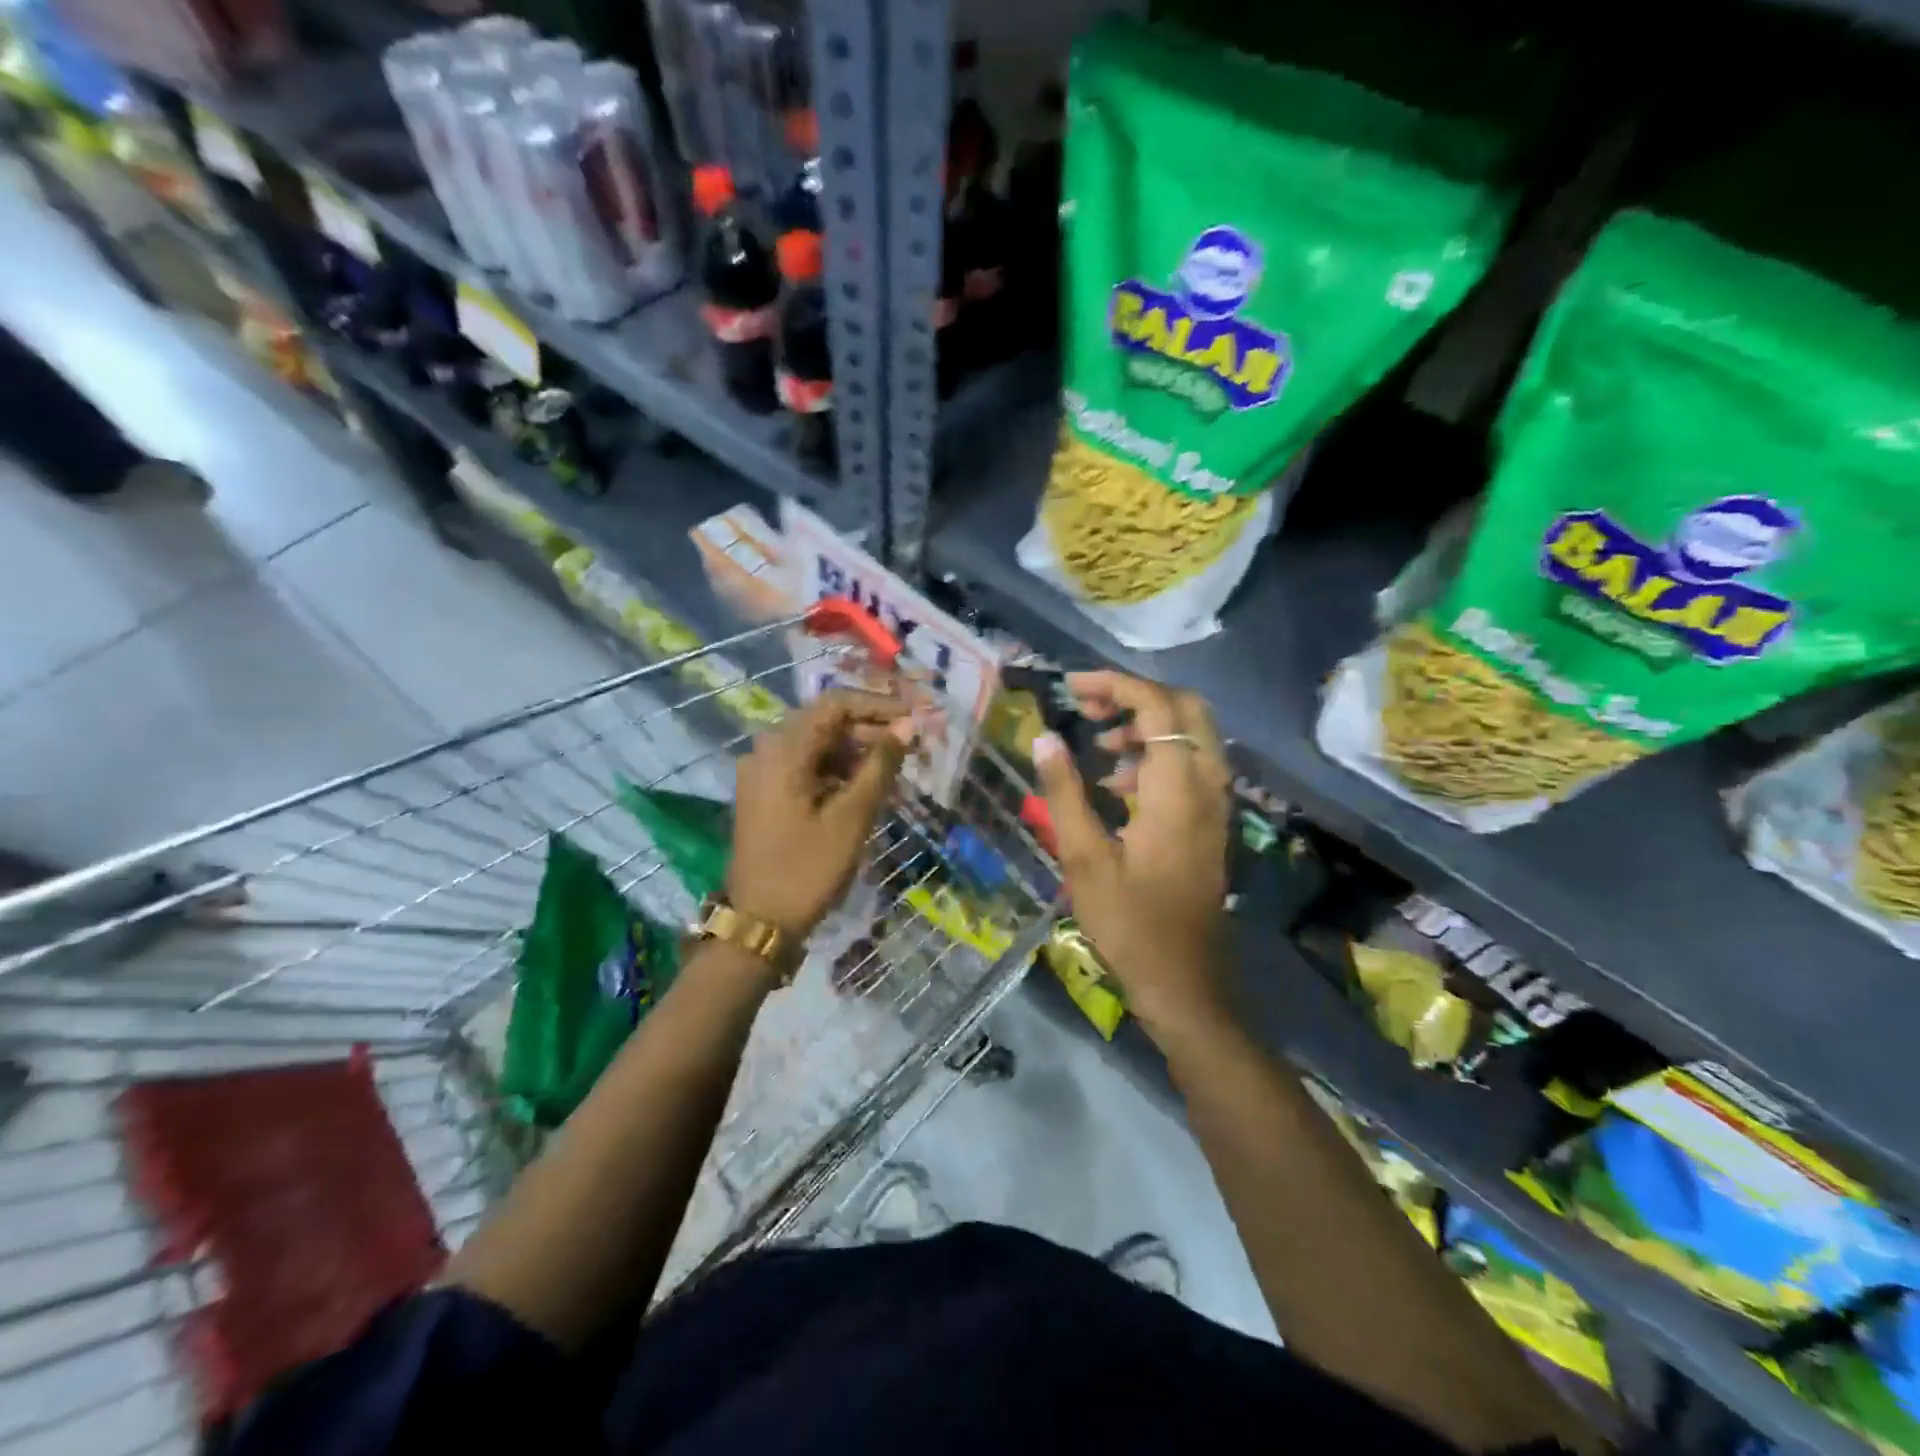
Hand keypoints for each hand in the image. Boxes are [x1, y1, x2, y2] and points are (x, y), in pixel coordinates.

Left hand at [728, 690, 913, 944]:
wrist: (759, 923)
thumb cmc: (808, 869)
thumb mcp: (852, 817)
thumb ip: (880, 766)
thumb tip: (906, 727)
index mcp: (783, 750)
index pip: (834, 704)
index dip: (878, 706)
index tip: (913, 718)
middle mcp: (766, 751)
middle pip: (824, 722)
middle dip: (869, 729)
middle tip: (910, 745)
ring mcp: (762, 774)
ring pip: (816, 746)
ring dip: (855, 751)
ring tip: (894, 768)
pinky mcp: (765, 794)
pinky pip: (805, 767)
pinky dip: (836, 771)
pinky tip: (865, 787)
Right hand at [1031, 671, 1236, 1042]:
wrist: (1184, 981)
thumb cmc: (1129, 922)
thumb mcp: (1084, 857)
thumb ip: (1064, 792)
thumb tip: (1044, 738)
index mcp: (1178, 789)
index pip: (1156, 706)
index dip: (1115, 684)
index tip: (1072, 687)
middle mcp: (1207, 786)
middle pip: (1186, 709)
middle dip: (1136, 696)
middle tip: (1089, 706)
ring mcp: (1215, 805)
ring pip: (1192, 736)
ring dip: (1146, 726)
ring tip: (1098, 745)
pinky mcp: (1211, 823)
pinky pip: (1191, 765)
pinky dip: (1157, 755)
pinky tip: (1118, 784)